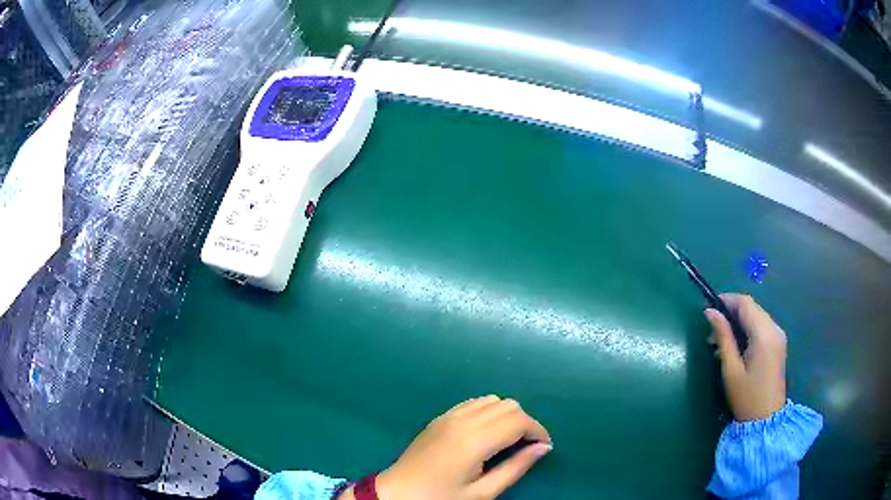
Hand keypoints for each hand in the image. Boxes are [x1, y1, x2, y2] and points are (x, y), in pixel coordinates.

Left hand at [343, 395, 550, 499]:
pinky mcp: (440, 418)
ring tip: (507, 440)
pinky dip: (488, 411)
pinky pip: (473, 403)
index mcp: (475, 439)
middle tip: (526, 447)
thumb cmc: (441, 497)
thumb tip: (543, 448)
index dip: (538, 431)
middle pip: (509, 405)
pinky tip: (486, 432)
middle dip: (525, 422)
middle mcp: (463, 420)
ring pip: (492, 400)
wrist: (397, 493)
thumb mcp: (482, 492)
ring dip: (507, 415)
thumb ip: (515, 468)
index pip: (519, 421)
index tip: (544, 447)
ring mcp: (449, 416)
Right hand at [705, 294, 786, 420]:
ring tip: (720, 341)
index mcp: (764, 334)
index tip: (709, 306)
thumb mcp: (731, 369)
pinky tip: (735, 346)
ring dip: (738, 322)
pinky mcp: (778, 343)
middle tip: (711, 329)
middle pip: (752, 308)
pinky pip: (761, 327)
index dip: (727, 300)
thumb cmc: (746, 397)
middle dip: (731, 312)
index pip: (745, 303)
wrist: (766, 419)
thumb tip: (710, 312)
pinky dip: (747, 329)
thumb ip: (723, 337)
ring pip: (756, 316)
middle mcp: (774, 328)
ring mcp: (778, 335)